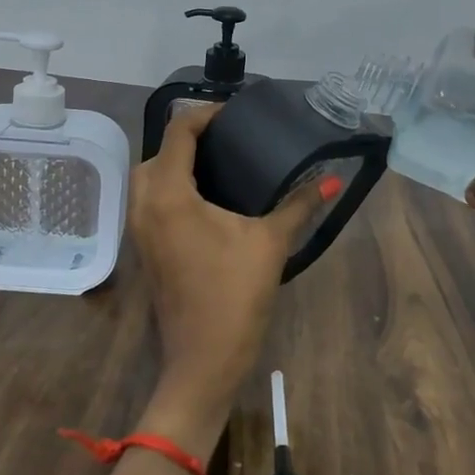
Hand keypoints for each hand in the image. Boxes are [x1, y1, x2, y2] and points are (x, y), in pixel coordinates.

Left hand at [128, 104, 332, 449]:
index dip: (205, 114)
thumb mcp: (270, 243)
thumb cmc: (234, 296)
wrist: (203, 360)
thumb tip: (333, 180)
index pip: (179, 132)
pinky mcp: (145, 247)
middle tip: (229, 138)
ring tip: (218, 162)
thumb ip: (299, 205)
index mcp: (169, 194)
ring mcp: (140, 229)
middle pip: (158, 151)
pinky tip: (205, 196)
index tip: (236, 114)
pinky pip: (150, 200)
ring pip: (148, 177)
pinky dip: (170, 186)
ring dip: (176, 162)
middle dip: (188, 137)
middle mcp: (145, 204)